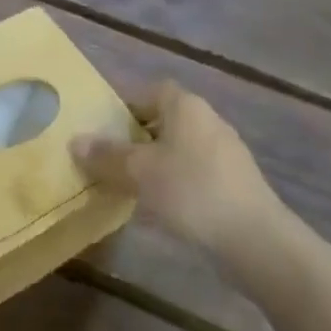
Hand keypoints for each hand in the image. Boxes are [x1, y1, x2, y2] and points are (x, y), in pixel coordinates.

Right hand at [72, 82, 299, 298]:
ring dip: (155, 162)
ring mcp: (226, 152)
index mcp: (185, 106)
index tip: (103, 128)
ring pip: (179, 148)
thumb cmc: (191, 190)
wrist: (256, 240)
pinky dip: (176, 182)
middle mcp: (208, 120)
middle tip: (109, 157)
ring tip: (129, 184)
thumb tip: (75, 141)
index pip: (149, 91)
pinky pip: (195, 172)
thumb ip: (106, 155)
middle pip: (164, 119)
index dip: (125, 105)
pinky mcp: (236, 183)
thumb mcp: (138, 172)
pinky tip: (161, 207)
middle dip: (137, 136)